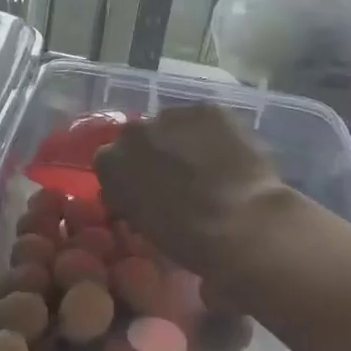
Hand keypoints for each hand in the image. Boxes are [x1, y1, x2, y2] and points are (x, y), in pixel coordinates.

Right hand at [93, 106, 291, 286]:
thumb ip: (133, 203)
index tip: (144, 193)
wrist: (241, 224)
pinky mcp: (209, 109)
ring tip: (208, 167)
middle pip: (139, 138)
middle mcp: (133, 132)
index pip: (110, 163)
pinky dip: (213, 134)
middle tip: (177, 178)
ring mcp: (171, 115)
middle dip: (153, 154)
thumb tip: (139, 199)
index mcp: (110, 164)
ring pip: (173, 126)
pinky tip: (229, 155)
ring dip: (183, 141)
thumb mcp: (144, 228)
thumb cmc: (188, 241)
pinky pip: (205, 120)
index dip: (128, 177)